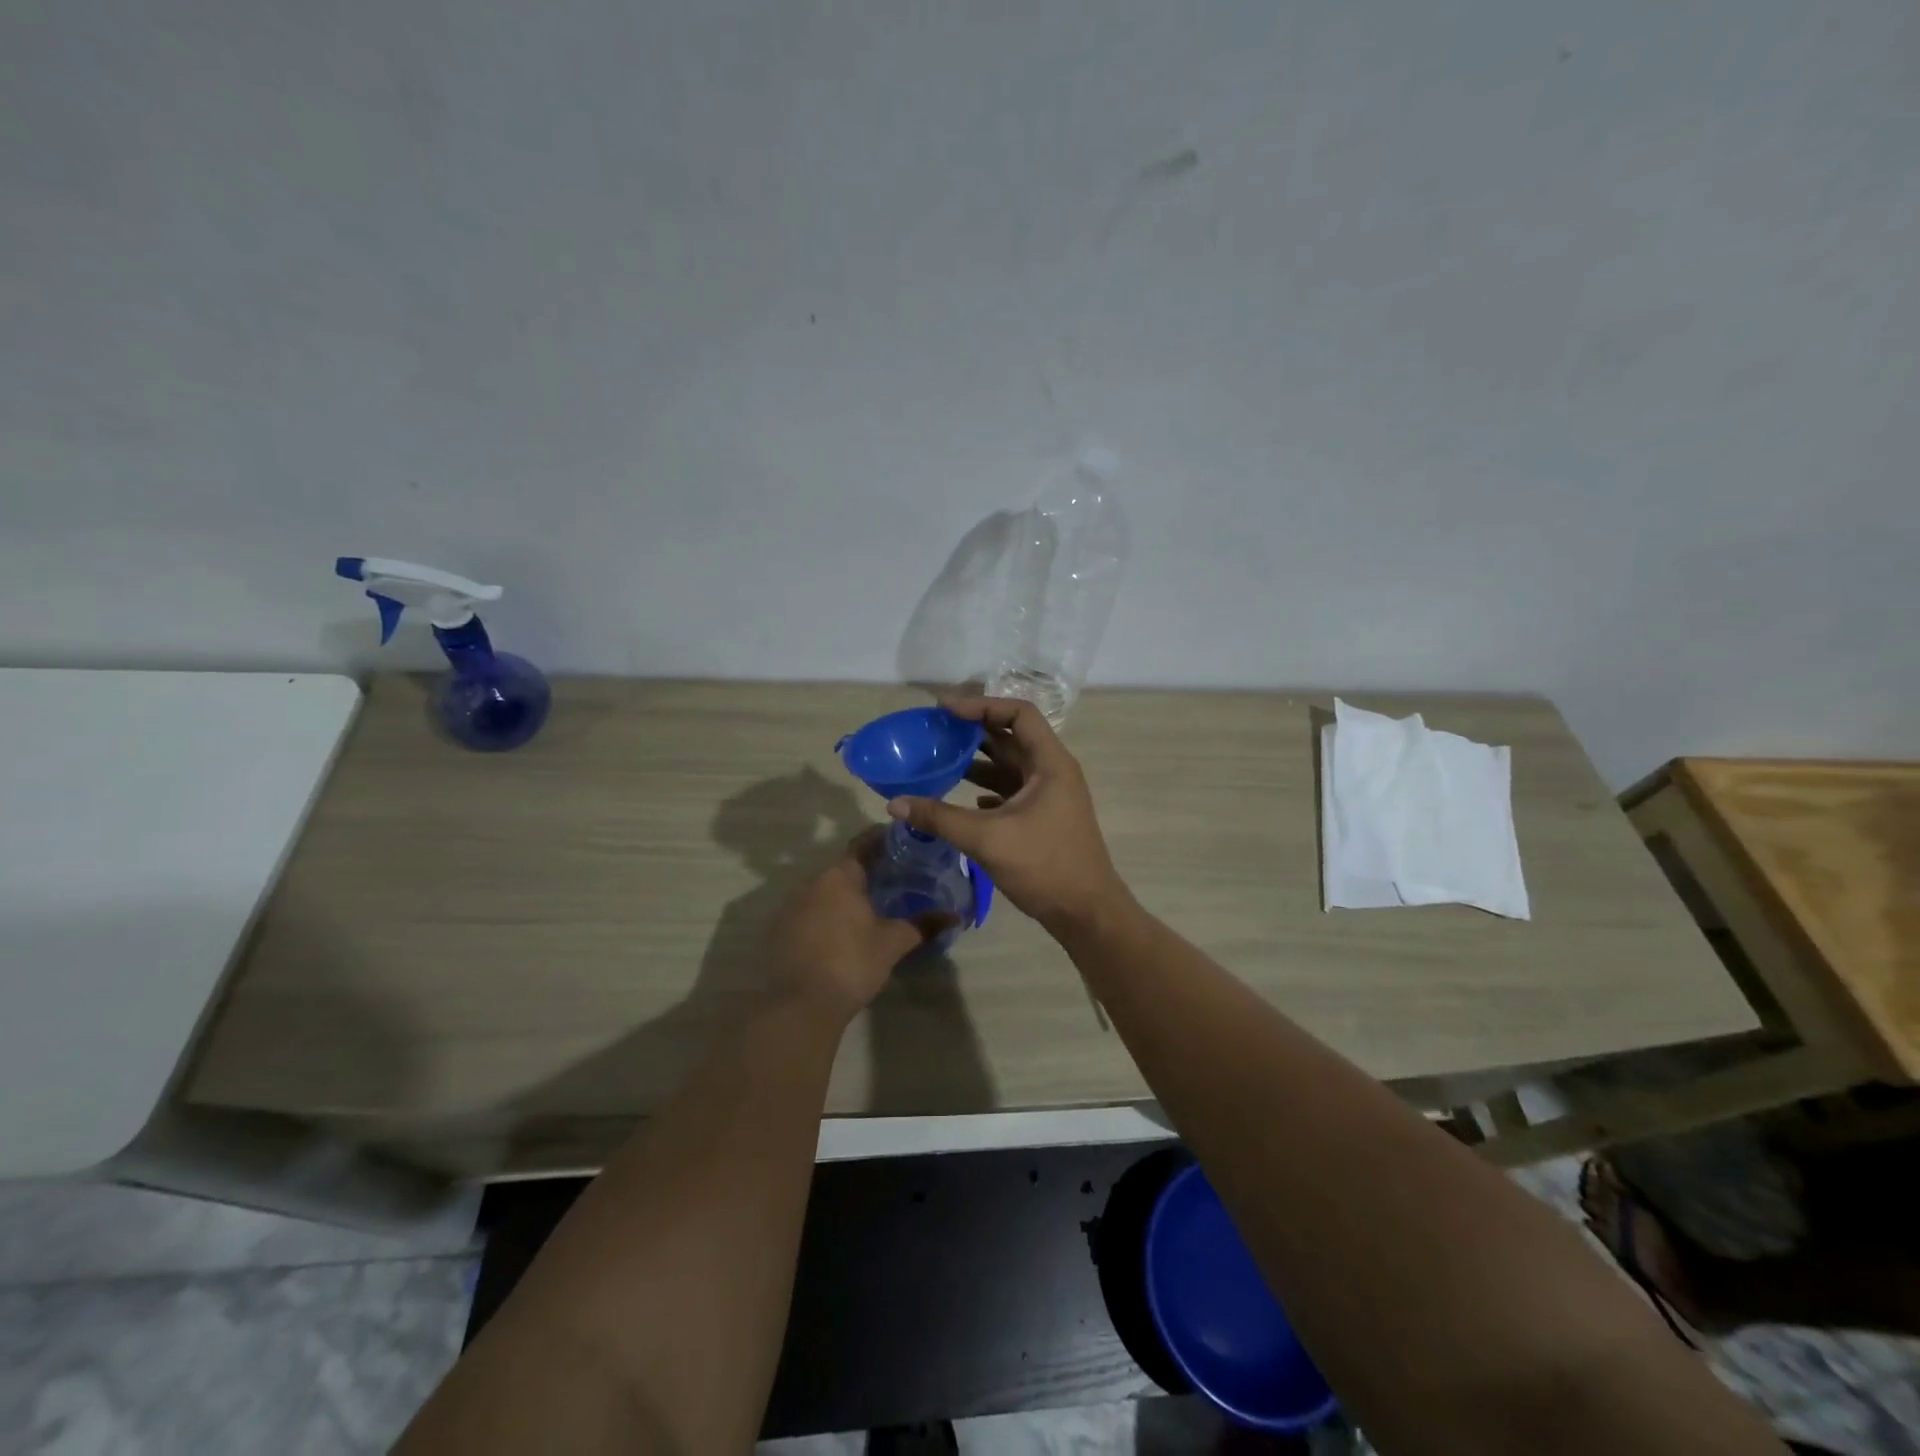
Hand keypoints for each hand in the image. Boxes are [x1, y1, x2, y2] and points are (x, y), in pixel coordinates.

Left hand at [769, 828, 953, 1019]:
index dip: (884, 839)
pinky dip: (827, 914)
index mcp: (840, 876)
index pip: (864, 844)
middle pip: (843, 867)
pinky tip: (842, 931)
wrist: (799, 1005)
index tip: (903, 841)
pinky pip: (809, 911)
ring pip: (824, 890)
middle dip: (867, 871)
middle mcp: (811, 882)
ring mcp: (791, 905)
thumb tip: (956, 915)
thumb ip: (923, 925)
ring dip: (845, 894)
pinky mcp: (779, 929)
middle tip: (894, 878)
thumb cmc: (851, 963)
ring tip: (871, 906)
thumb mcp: (893, 943)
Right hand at [886, 696, 1129, 934]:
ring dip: (977, 760)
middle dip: (974, 730)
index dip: (982, 705)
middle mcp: (1052, 772)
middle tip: (935, 730)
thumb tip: (895, 804)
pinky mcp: (1043, 817)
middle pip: (1012, 736)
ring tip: (940, 759)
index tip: (944, 709)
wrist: (1086, 913)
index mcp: (1050, 763)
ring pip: (1010, 765)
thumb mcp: (987, 839)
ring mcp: (1049, 795)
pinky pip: (1010, 790)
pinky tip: (963, 799)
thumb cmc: (1044, 867)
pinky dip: (986, 788)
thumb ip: (940, 818)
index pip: (1019, 713)